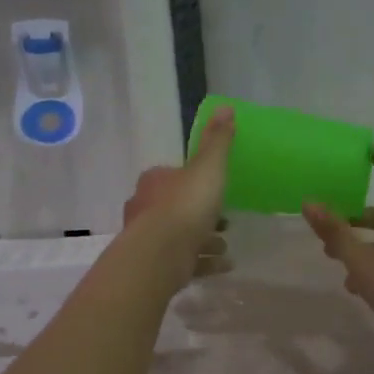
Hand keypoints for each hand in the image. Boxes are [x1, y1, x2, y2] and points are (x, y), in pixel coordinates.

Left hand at [121, 107, 234, 285]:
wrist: (160, 256)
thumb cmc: (185, 205)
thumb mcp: (208, 168)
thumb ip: (217, 141)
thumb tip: (225, 107)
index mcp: (155, 181)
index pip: (173, 175)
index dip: (194, 180)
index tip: (215, 187)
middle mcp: (146, 207)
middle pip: (176, 206)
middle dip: (200, 213)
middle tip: (225, 219)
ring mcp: (149, 239)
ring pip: (181, 236)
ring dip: (204, 240)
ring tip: (226, 245)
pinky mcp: (157, 266)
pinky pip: (186, 262)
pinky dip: (205, 263)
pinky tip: (225, 266)